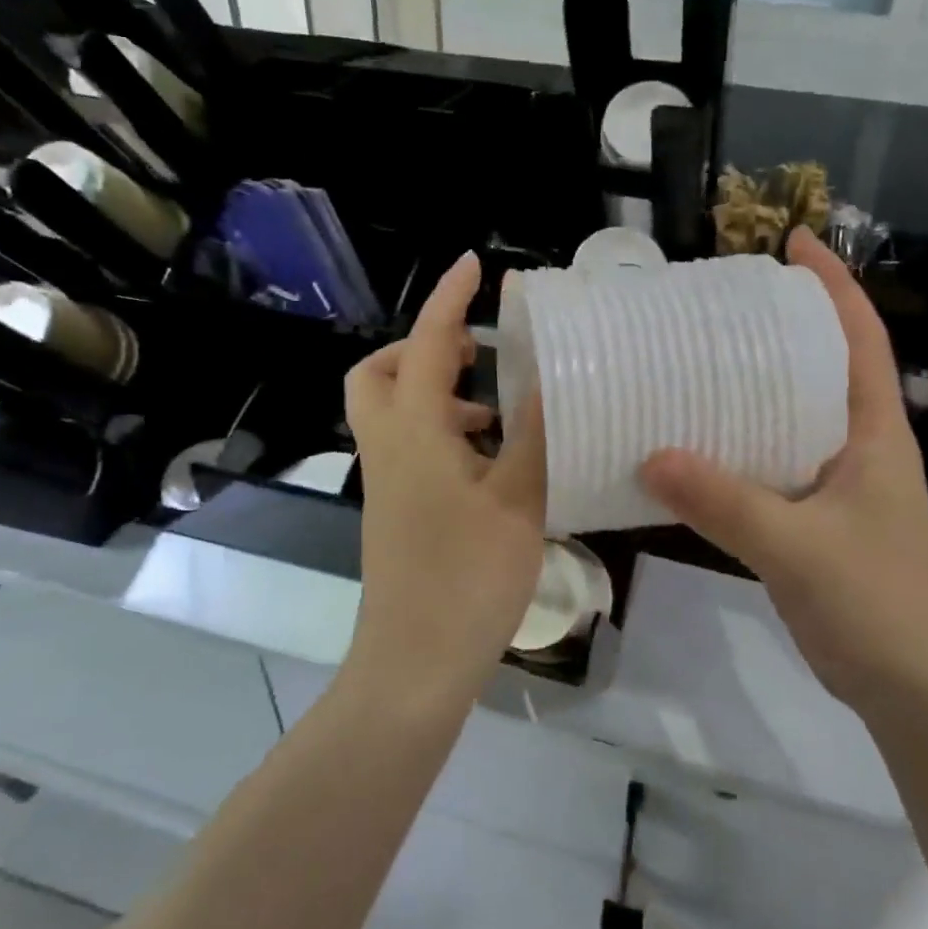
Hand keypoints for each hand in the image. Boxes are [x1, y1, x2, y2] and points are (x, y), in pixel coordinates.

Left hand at [344, 252, 545, 701]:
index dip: (450, 300)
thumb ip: (533, 436)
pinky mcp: (395, 509)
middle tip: (475, 353)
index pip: (426, 345)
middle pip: (380, 373)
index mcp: (413, 432)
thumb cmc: (468, 578)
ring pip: (393, 411)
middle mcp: (388, 447)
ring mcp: (387, 481)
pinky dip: (440, 430)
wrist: (415, 662)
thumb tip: (547, 381)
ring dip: (435, 391)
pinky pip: (408, 445)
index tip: (476, 265)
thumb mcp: (517, 501)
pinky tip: (488, 459)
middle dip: (422, 347)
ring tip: (493, 407)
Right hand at [640, 229, 927, 705]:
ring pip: (798, 414)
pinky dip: (744, 441)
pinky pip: (778, 459)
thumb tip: (650, 456)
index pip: (860, 338)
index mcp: (876, 434)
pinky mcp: (820, 516)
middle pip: (826, 366)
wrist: (908, 684)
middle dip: (786, 325)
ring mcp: (842, 483)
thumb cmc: (871, 604)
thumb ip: (724, 502)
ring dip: (760, 384)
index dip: (833, 284)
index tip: (794, 241)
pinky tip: (701, 444)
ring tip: (703, 360)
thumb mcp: (795, 547)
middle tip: (724, 303)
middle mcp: (862, 447)